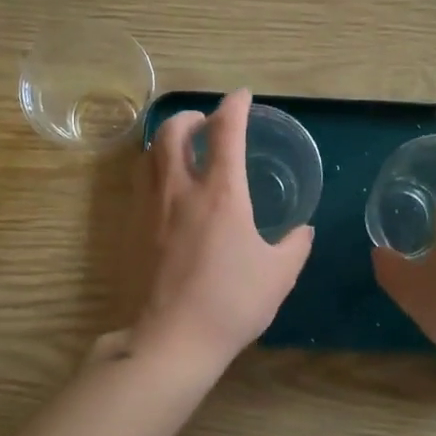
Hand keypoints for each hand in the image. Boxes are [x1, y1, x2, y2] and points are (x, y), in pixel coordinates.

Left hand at [123, 89, 314, 371]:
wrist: (173, 338)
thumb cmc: (232, 303)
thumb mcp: (279, 275)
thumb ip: (295, 246)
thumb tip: (302, 231)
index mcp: (222, 193)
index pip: (226, 131)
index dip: (234, 106)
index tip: (242, 97)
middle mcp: (180, 189)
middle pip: (174, 130)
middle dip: (191, 115)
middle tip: (206, 121)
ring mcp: (150, 208)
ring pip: (149, 153)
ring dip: (166, 138)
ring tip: (181, 147)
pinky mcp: (132, 228)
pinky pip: (139, 181)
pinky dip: (152, 167)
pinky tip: (164, 186)